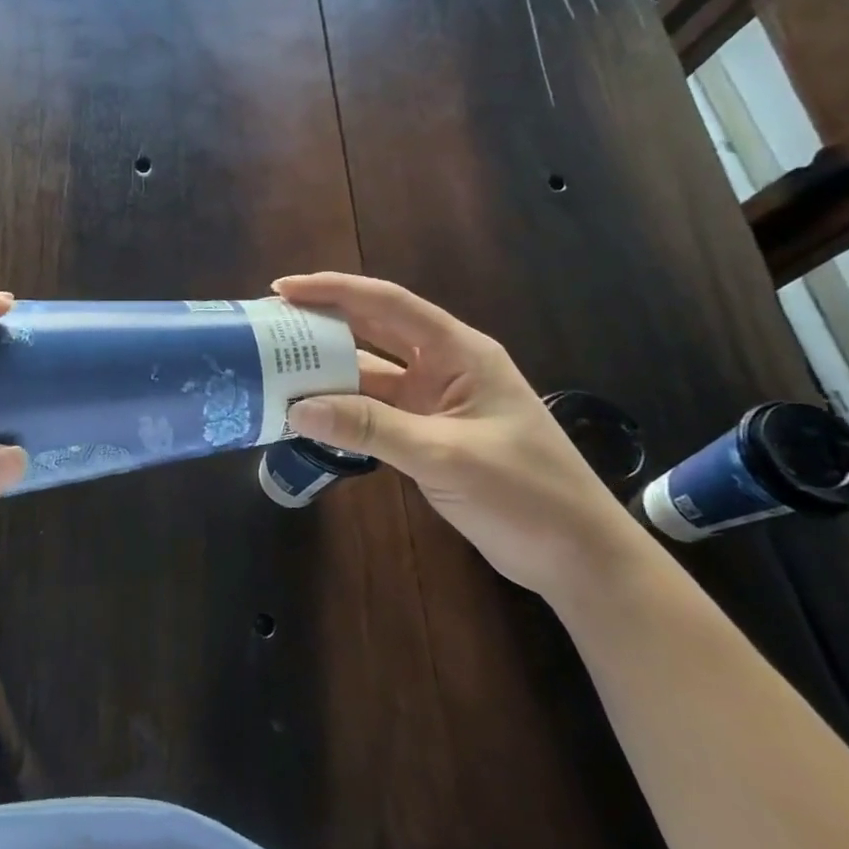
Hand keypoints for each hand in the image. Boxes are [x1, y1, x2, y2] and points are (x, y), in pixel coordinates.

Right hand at [272, 272, 648, 601]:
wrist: (579, 558)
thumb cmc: (526, 494)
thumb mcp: (445, 455)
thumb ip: (370, 428)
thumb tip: (296, 407)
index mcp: (460, 352)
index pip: (388, 304)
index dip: (334, 290)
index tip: (283, 290)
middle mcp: (444, 367)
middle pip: (373, 331)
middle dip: (322, 323)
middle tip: (269, 325)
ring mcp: (434, 403)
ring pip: (369, 375)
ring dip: (327, 372)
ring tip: (275, 368)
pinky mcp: (426, 435)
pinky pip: (373, 412)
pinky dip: (341, 411)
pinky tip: (306, 414)